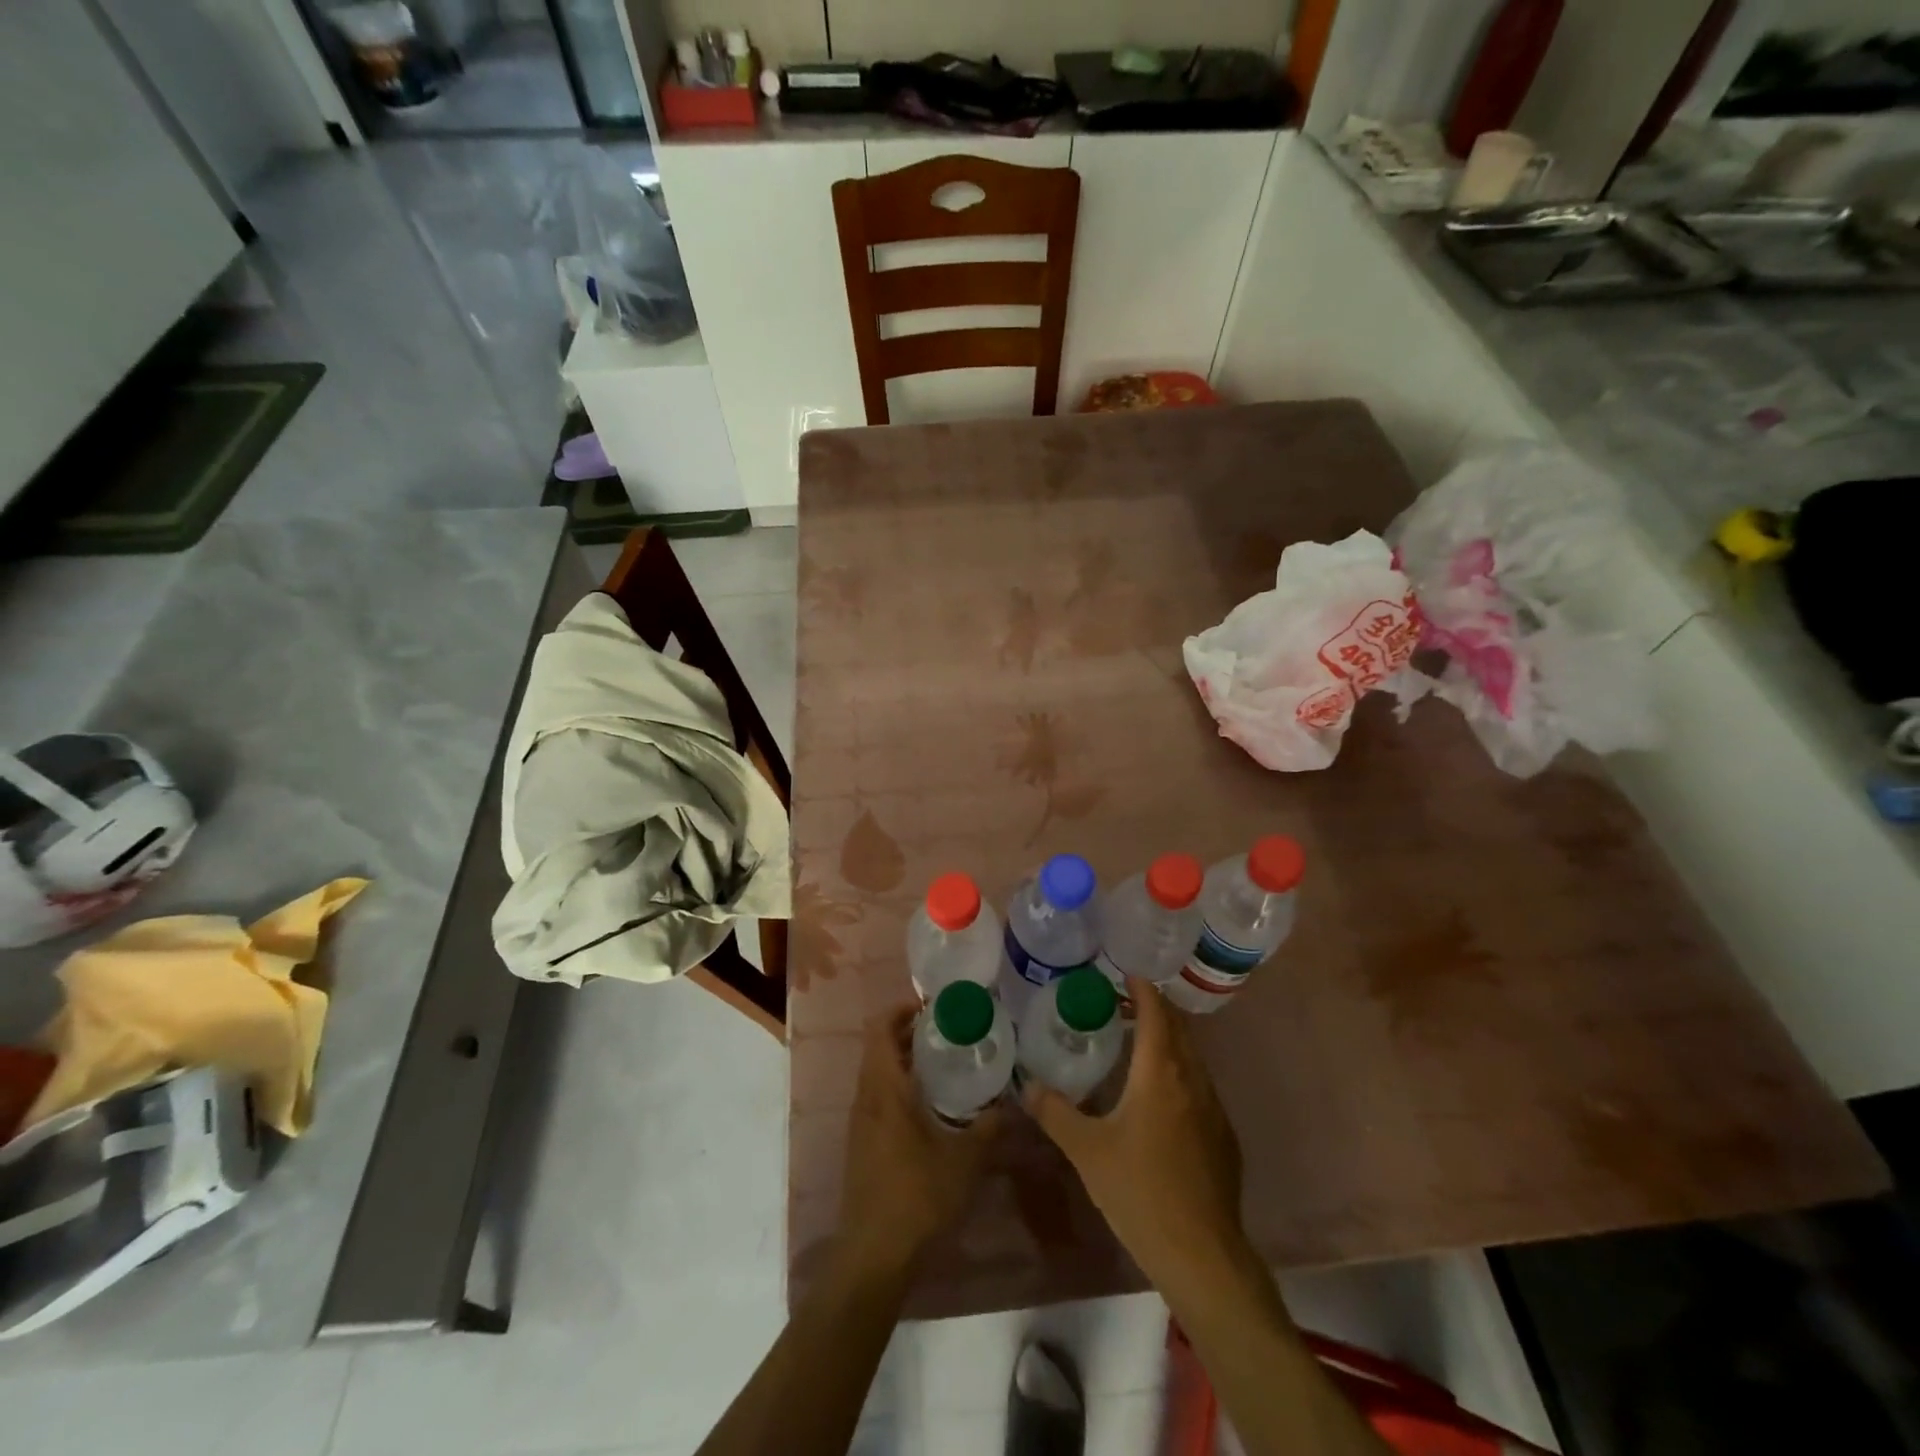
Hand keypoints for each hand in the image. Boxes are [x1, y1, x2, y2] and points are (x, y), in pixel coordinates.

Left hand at [837, 1005, 1001, 1277]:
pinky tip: (931, 1103)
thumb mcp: (964, 1160)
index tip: (934, 1007)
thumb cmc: (917, 1197)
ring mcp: (861, 1122)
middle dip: (909, 1032)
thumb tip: (1014, 1104)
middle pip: (879, 1047)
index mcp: (884, 1088)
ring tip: (945, 1061)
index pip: (880, 1028)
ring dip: (904, 1059)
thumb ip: (990, 1128)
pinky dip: (900, 1085)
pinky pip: (878, 1096)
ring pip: (878, 1073)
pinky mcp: (863, 1143)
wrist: (873, 1255)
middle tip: (949, 1030)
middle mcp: (866, 1097)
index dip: (901, 1009)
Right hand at [1024, 977, 1246, 1282]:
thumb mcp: (1087, 1151)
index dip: (1143, 989)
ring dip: (1170, 1040)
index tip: (1128, 972)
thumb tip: (1028, 1086)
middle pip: (1178, 1030)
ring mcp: (1214, 1109)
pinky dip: (1181, 1071)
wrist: (1202, 1253)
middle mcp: (1192, 1081)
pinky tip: (1163, 1096)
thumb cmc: (1140, 1192)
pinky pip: (1201, 1087)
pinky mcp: (1224, 1137)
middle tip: (1127, 1001)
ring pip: (1192, 1058)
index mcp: (1160, 1074)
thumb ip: (1055, 1113)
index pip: (1156, 1014)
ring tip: (1142, 1041)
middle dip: (1156, 1009)